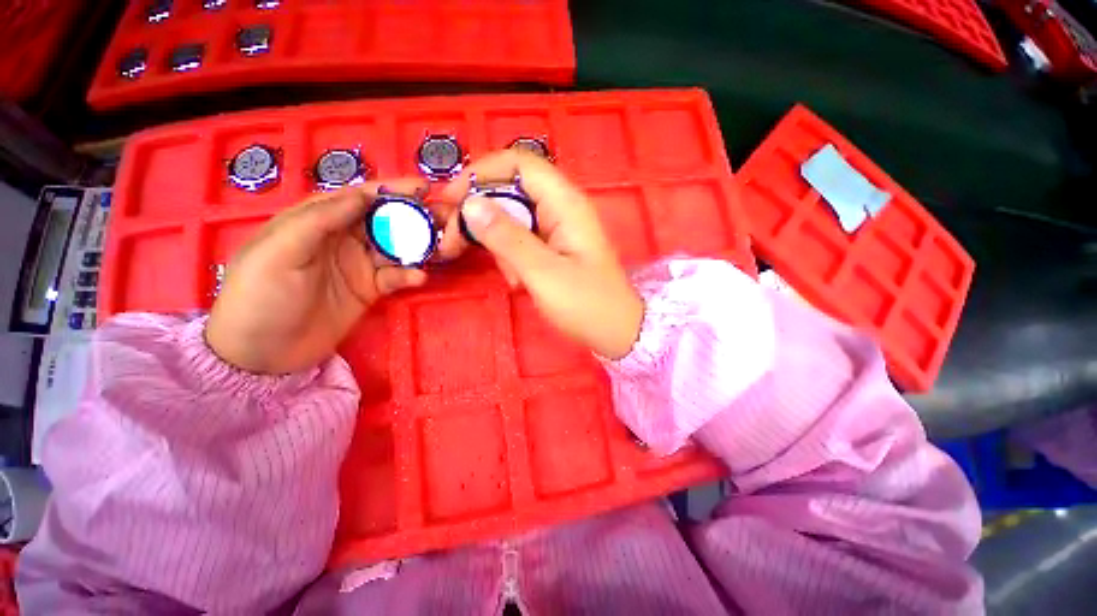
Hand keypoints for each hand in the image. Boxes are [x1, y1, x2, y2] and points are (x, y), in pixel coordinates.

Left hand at [206, 180, 428, 373]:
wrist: (262, 354)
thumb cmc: (260, 296)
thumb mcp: (279, 251)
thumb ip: (319, 220)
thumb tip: (363, 196)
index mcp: (316, 221)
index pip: (359, 197)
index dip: (390, 189)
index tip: (422, 186)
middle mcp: (342, 238)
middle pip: (384, 220)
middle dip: (414, 216)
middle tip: (444, 216)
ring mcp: (359, 265)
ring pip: (396, 247)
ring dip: (419, 245)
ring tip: (443, 246)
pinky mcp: (370, 290)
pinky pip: (396, 277)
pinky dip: (409, 275)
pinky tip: (418, 278)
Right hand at [438, 151, 643, 359]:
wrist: (615, 331)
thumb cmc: (586, 304)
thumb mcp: (544, 273)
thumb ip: (508, 238)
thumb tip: (470, 204)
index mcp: (565, 203)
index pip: (518, 164)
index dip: (480, 173)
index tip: (451, 199)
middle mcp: (561, 207)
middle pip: (509, 190)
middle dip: (480, 215)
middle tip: (453, 243)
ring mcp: (557, 227)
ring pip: (511, 219)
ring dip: (499, 245)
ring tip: (512, 279)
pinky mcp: (552, 246)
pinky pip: (521, 240)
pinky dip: (511, 258)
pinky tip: (519, 282)